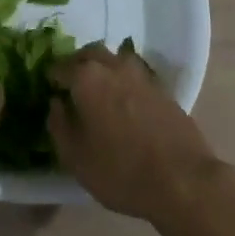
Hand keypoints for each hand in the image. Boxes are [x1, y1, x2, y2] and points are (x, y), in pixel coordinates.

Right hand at [50, 42, 223, 222]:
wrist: (183, 181)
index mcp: (86, 76)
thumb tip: (56, 104)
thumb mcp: (76, 157)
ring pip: (114, 60)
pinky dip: (125, 82)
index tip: (50, 92)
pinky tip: (125, 104)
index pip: (59, 67)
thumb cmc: (121, 171)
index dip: (52, 79)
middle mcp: (113, 65)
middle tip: (73, 87)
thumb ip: (58, 125)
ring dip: (103, 69)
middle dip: (77, 66)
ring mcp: (141, 74)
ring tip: (100, 93)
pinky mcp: (162, 88)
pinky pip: (135, 75)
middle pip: (89, 54)